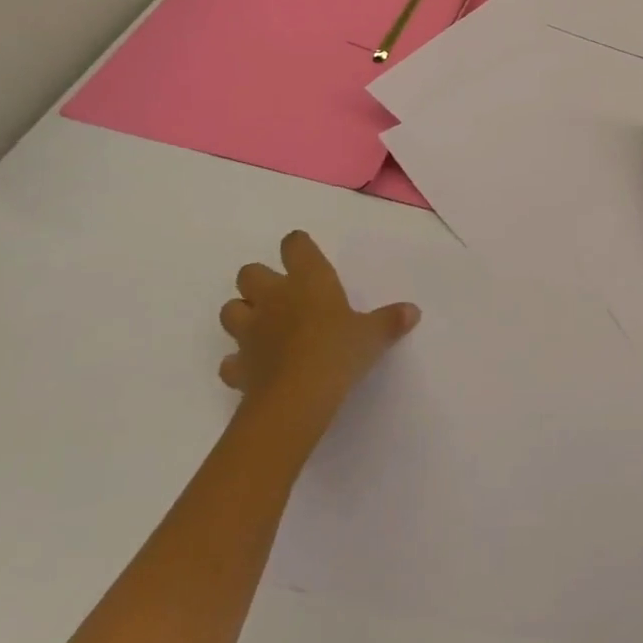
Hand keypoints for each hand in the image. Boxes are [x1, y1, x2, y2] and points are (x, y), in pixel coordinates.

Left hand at [220, 231, 419, 444]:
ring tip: (263, 327)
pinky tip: (254, 368)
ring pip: (230, 310)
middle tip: (282, 295)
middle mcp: (273, 298)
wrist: (296, 398)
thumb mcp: (373, 335)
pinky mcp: (238, 366)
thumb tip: (413, 311)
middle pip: (249, 273)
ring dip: (243, 315)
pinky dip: (239, 362)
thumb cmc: (338, 352)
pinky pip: (230, 360)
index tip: (307, 257)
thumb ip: (390, 320)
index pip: (294, 245)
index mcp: (308, 280)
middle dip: (260, 280)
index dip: (298, 247)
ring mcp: (250, 332)